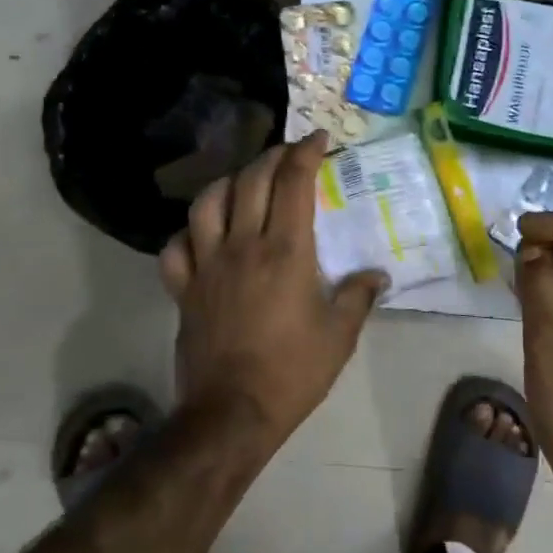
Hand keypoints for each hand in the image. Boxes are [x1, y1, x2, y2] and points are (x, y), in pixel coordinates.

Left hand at [159, 134, 386, 447]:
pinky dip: (189, 231)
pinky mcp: (183, 289)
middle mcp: (243, 246)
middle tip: (289, 153)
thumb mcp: (340, 336)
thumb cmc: (293, 372)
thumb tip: (376, 276)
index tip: (318, 139)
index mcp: (286, 252)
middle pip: (251, 181)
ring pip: (207, 203)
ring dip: (228, 182)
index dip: (306, 153)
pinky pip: (176, 247)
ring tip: (244, 182)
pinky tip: (203, 233)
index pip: (293, 183)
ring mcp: (207, 266)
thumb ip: (359, 297)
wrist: (232, 413)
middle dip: (272, 157)